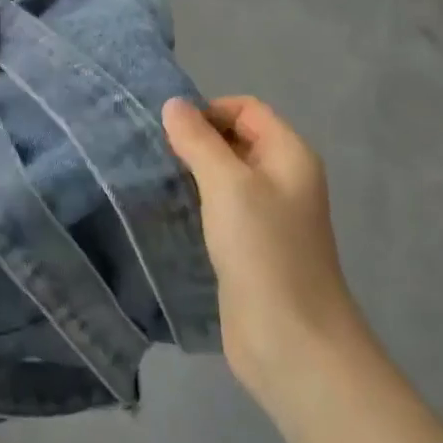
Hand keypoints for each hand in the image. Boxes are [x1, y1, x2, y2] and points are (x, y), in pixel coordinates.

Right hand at [162, 97, 364, 410]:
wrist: (290, 338)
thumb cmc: (263, 249)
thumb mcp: (227, 184)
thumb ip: (199, 141)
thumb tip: (174, 104)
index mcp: (289, 155)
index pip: (246, 109)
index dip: (208, 111)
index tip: (168, 131)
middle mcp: (281, 179)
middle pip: (234, 140)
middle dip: (195, 140)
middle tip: (152, 153)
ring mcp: (266, 215)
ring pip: (223, 176)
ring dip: (190, 173)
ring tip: (152, 178)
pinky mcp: (247, 246)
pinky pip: (217, 209)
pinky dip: (193, 203)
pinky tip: (165, 210)